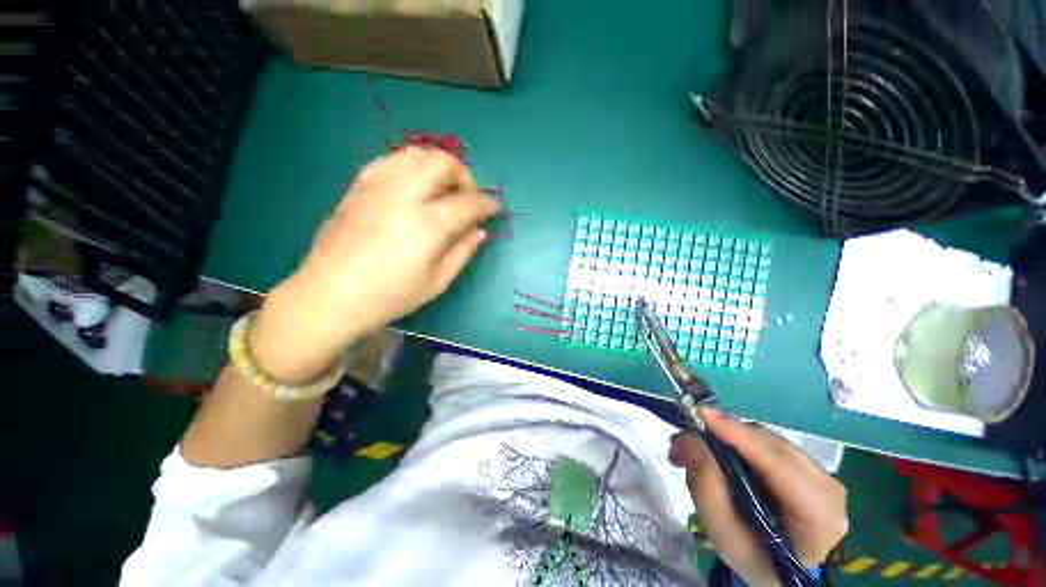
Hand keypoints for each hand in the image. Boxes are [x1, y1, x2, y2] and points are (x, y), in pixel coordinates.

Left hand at [249, 147, 497, 384]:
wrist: (329, 296)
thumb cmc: (389, 297)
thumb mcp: (436, 282)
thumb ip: (462, 252)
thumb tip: (479, 231)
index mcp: (427, 226)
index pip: (468, 202)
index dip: (487, 204)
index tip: (494, 209)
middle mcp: (403, 196)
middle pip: (442, 163)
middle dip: (464, 176)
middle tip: (467, 197)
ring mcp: (377, 187)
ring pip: (416, 154)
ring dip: (438, 166)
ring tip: (442, 189)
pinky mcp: (358, 186)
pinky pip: (390, 160)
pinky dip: (411, 166)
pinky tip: (413, 186)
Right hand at [669, 407, 847, 585]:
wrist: (774, 568)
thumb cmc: (750, 556)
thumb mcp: (722, 532)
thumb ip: (706, 486)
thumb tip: (688, 438)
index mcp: (819, 517)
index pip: (780, 465)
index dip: (740, 435)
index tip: (701, 414)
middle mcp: (828, 488)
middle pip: (771, 446)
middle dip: (723, 434)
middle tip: (681, 438)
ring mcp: (820, 474)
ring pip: (766, 439)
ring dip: (725, 437)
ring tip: (690, 447)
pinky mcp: (807, 465)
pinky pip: (765, 442)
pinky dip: (734, 440)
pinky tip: (713, 449)